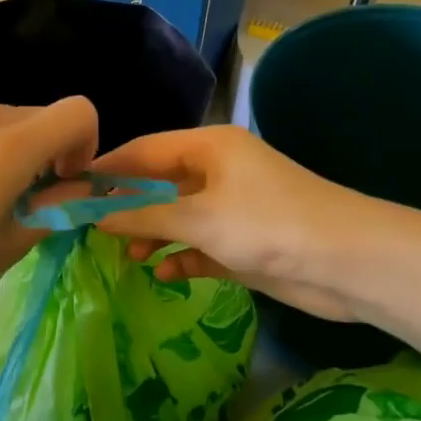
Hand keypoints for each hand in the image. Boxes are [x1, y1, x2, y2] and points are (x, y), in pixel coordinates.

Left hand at [0, 97, 98, 323]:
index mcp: (6, 147)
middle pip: (46, 114)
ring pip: (15, 119)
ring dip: (26, 150)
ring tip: (1, 197)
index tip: (66, 181)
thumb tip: (83, 188)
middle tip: (36, 198)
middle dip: (56, 150)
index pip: (78, 111)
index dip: (88, 144)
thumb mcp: (13, 243)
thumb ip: (59, 207)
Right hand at [91, 125, 384, 322]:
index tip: (72, 187)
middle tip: (93, 228)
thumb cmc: (268, 224)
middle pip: (161, 184)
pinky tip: (165, 273)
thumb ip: (145, 217)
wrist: (347, 263)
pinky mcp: (245, 243)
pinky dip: (183, 257)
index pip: (146, 150)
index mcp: (209, 148)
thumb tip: (96, 216)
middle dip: (129, 206)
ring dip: (154, 235)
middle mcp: (219, 172)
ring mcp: (234, 209)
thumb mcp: (199, 218)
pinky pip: (201, 246)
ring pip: (179, 218)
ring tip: (127, 256)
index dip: (109, 167)